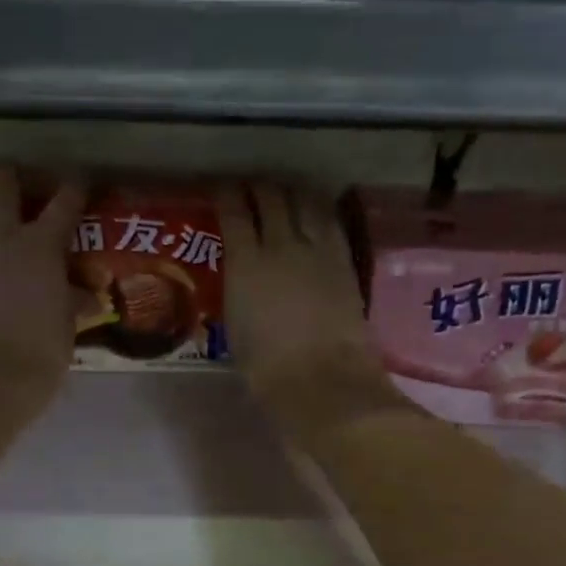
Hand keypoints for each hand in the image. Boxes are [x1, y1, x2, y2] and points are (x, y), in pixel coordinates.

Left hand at [0, 166, 86, 417]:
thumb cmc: (40, 355)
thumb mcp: (66, 325)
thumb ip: (73, 301)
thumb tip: (88, 296)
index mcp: (43, 246)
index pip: (66, 201)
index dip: (75, 185)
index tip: (78, 180)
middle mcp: (3, 235)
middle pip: (3, 183)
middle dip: (8, 175)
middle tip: (11, 180)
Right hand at [217, 182, 404, 442]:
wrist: (321, 379)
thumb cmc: (267, 368)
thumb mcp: (235, 326)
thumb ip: (238, 290)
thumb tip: (241, 276)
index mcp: (245, 263)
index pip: (234, 211)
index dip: (226, 193)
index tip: (221, 189)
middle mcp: (280, 244)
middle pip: (271, 196)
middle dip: (258, 186)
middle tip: (252, 187)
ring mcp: (317, 249)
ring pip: (304, 199)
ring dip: (291, 190)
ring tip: (285, 191)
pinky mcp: (344, 259)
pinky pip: (330, 219)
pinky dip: (317, 207)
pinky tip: (314, 209)